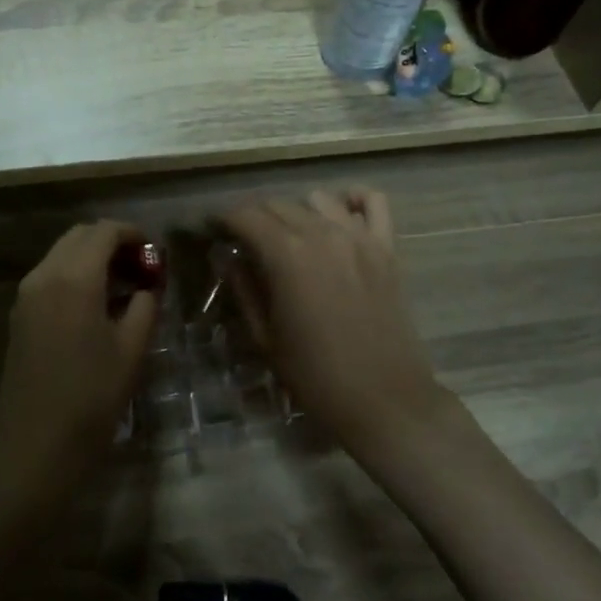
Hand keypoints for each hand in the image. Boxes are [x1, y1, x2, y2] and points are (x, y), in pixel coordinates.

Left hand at [0, 221, 159, 500]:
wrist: (34, 449)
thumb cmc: (91, 399)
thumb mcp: (132, 350)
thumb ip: (145, 304)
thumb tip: (148, 284)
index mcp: (74, 278)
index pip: (104, 231)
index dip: (132, 234)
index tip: (155, 253)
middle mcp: (44, 275)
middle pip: (80, 236)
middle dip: (111, 242)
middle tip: (141, 267)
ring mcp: (26, 295)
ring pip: (62, 254)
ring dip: (92, 258)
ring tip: (123, 287)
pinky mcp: (19, 315)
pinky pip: (50, 276)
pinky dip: (75, 274)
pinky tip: (96, 305)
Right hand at [221, 190, 451, 448]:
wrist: (385, 401)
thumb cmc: (316, 376)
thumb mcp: (265, 337)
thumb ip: (243, 288)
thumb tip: (225, 256)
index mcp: (285, 255)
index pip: (245, 216)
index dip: (223, 219)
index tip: (213, 229)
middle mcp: (321, 233)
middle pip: (277, 204)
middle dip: (254, 216)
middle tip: (245, 239)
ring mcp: (359, 237)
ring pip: (317, 199)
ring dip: (297, 211)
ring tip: (290, 235)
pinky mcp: (387, 247)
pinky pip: (373, 202)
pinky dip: (353, 200)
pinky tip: (340, 216)